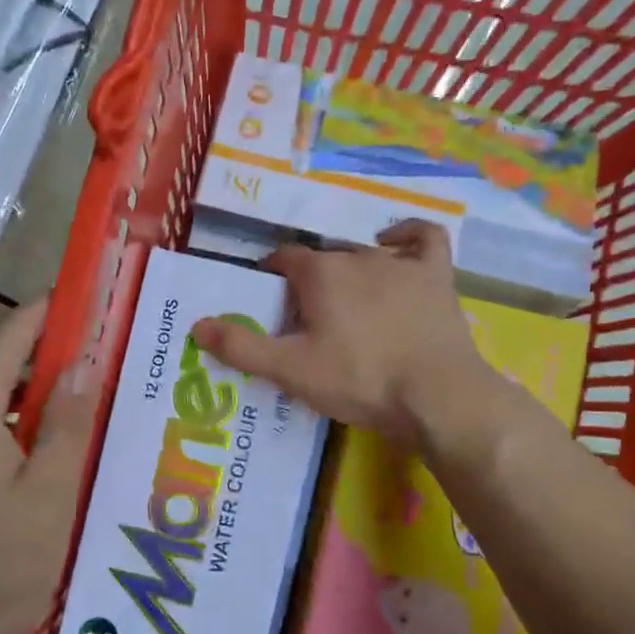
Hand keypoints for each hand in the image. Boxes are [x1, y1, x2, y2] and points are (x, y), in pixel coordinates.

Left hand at [0, 301, 96, 633]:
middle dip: (24, 343)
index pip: (5, 337)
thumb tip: (82, 362)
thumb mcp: (50, 500)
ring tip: (50, 394)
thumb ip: (67, 425)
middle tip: (76, 354)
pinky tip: (11, 438)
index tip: (78, 301)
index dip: (42, 314)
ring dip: (1, 374)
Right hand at [190, 221, 515, 448]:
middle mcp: (357, 255)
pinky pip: (423, 239)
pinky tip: (395, 243)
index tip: (269, 303)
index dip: (270, 276)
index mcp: (319, 273)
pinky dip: (407, 236)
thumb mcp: (290, 370)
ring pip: (364, 253)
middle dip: (309, 281)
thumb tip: (197, 325)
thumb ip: (241, 347)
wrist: (438, 396)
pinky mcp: (437, 276)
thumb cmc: (359, 380)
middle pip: (322, 259)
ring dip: (349, 271)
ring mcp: (401, 262)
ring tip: (347, 304)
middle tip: (308, 321)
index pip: (282, 259)